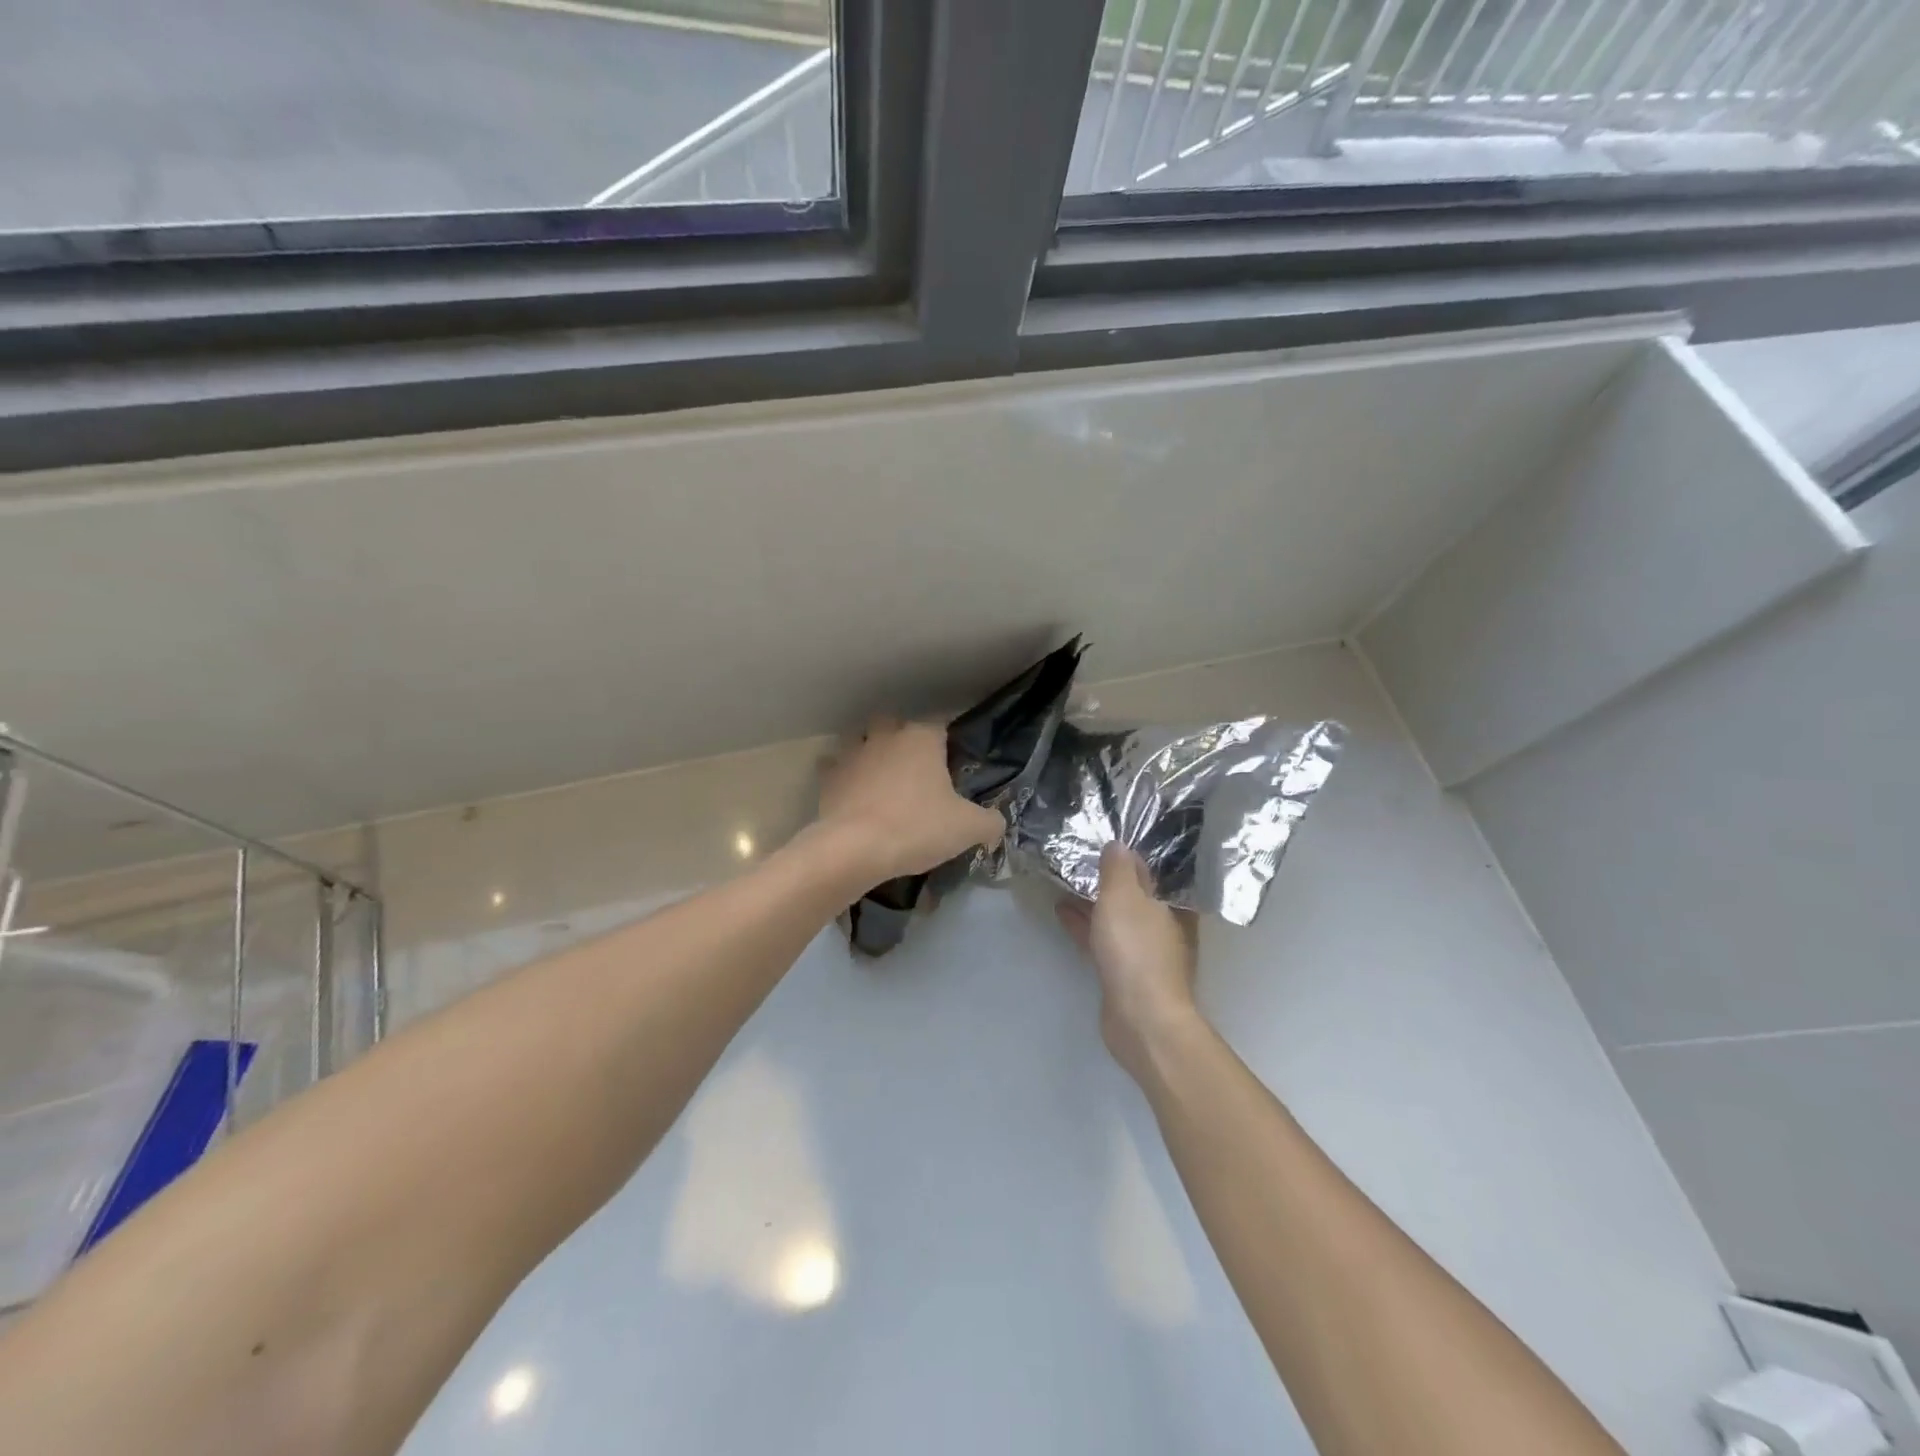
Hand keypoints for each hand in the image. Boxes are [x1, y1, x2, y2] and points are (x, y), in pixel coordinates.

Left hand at [815, 717, 1005, 884]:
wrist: (855, 849)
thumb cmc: (917, 828)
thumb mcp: (967, 828)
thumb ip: (989, 822)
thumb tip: (997, 824)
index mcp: (922, 738)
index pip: (940, 725)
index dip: (947, 742)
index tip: (952, 765)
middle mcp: (886, 736)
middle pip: (894, 723)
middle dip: (903, 738)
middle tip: (915, 769)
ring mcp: (853, 754)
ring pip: (861, 739)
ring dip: (869, 751)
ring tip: (881, 778)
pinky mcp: (828, 778)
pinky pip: (835, 768)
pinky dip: (842, 776)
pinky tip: (852, 794)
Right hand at [1055, 843, 1201, 1082]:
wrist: (1142, 1019)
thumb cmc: (1137, 951)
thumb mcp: (1123, 898)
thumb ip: (1119, 869)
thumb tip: (1119, 844)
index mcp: (1172, 904)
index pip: (1153, 870)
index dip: (1131, 854)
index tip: (1106, 837)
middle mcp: (1165, 925)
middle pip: (1135, 894)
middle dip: (1109, 878)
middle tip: (1080, 856)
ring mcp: (1145, 951)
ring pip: (1116, 917)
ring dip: (1092, 901)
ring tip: (1064, 880)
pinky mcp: (1125, 973)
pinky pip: (1103, 938)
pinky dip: (1085, 924)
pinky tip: (1062, 911)